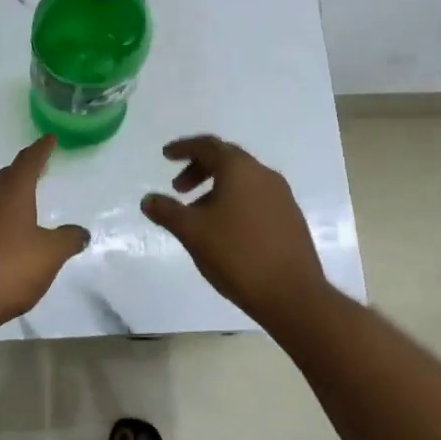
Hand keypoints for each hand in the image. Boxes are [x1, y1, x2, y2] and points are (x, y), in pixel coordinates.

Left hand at [0, 135, 89, 331]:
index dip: (41, 150)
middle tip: (37, 169)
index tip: (49, 138)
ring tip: (22, 206)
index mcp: (11, 195)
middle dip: (22, 172)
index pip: (27, 163)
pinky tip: (2, 240)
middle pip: (5, 179)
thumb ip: (67, 240)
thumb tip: (80, 231)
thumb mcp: (48, 255)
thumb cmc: (6, 269)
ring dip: (7, 198)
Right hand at [141, 135, 330, 324]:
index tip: (166, 155)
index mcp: (240, 169)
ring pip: (243, 180)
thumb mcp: (192, 232)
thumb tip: (148, 200)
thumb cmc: (237, 254)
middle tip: (178, 188)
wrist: (292, 294)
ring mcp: (281, 196)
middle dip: (199, 168)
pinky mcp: (290, 218)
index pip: (208, 146)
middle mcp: (264, 174)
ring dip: (216, 188)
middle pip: (227, 159)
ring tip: (198, 214)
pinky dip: (234, 201)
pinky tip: (225, 229)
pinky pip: (256, 197)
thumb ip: (167, 211)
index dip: (184, 148)